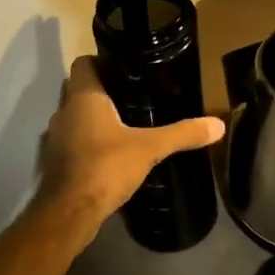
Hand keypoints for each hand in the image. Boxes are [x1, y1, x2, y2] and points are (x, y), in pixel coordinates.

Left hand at [34, 56, 224, 231]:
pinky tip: (113, 153)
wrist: (69, 214)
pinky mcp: (56, 163)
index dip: (102, 61)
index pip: (83, 63)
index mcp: (83, 98)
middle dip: (104, 90)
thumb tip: (218, 124)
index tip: (127, 67)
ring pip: (76, 117)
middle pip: (80, 89)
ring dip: (95, 119)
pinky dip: (89, 142)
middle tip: (134, 94)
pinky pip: (74, 142)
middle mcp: (64, 112)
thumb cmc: (105, 167)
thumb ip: (182, 133)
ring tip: (127, 123)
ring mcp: (56, 138)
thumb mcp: (150, 148)